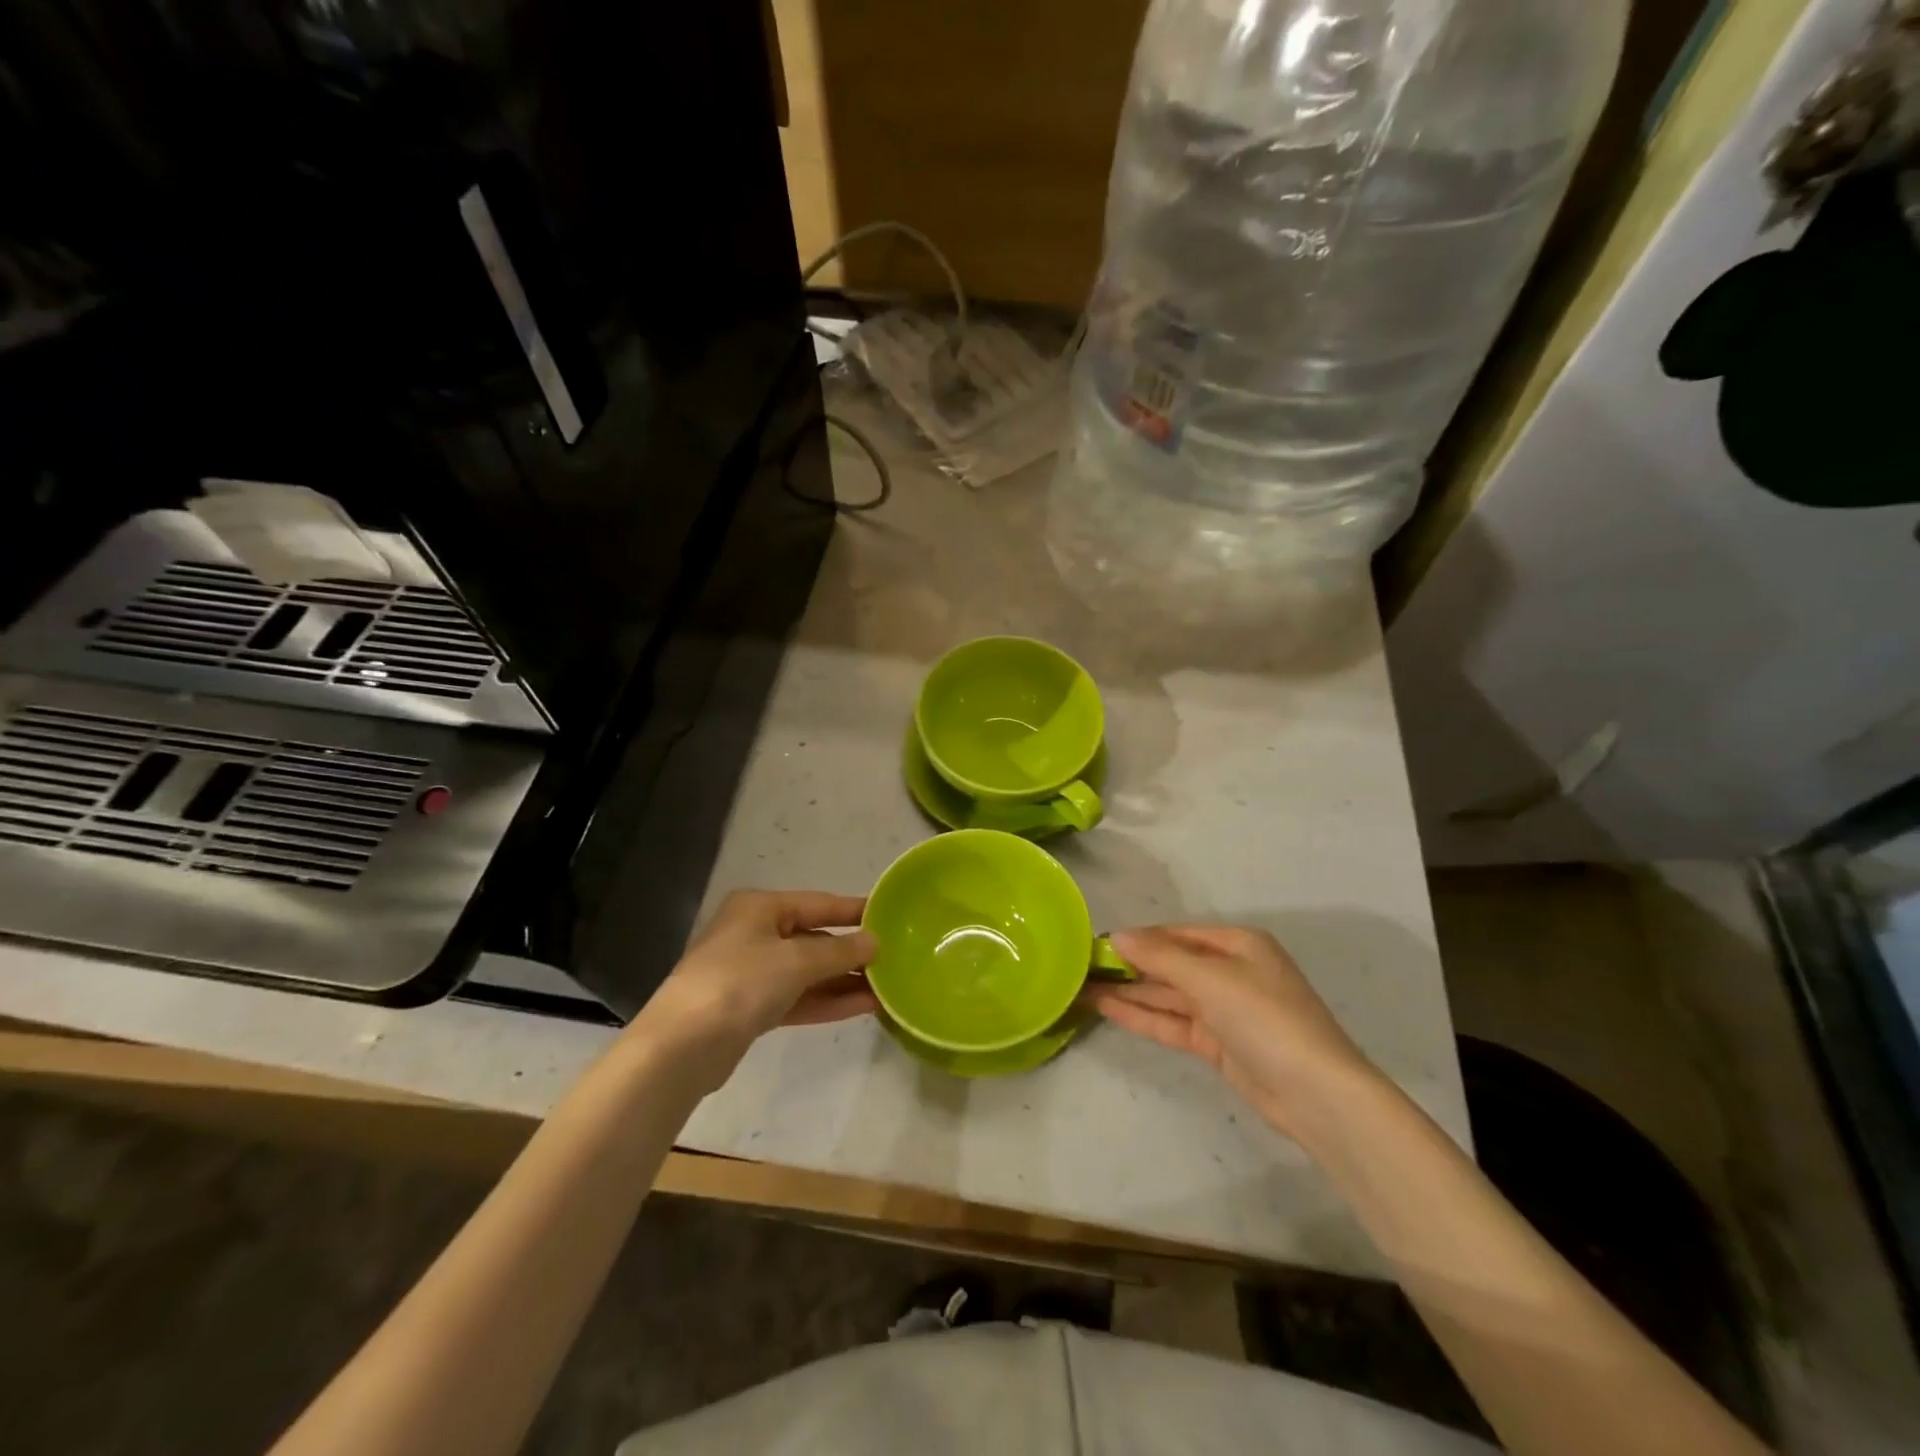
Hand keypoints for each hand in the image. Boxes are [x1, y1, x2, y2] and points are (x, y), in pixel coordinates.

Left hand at [637, 891, 877, 1089]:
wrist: (680, 1048)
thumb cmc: (739, 983)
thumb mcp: (795, 961)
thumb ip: (839, 951)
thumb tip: (874, 941)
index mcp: (759, 908)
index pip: (818, 903)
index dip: (854, 910)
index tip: (891, 914)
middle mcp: (755, 934)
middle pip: (813, 938)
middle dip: (851, 951)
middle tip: (895, 958)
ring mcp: (751, 973)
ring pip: (807, 972)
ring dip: (843, 980)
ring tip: (887, 987)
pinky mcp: (751, 1009)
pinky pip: (798, 998)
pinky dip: (827, 1001)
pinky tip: (863, 1006)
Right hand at [1085, 924, 1378, 1141]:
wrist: (1317, 1094)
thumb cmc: (1266, 1018)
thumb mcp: (1212, 979)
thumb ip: (1161, 957)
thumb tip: (1117, 935)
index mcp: (1237, 944)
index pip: (1176, 934)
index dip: (1138, 937)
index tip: (1096, 942)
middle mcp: (1230, 971)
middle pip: (1171, 964)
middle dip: (1130, 965)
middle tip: (1082, 966)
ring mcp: (1224, 1010)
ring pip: (1168, 995)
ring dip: (1130, 992)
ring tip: (1083, 987)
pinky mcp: (1218, 1044)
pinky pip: (1173, 1023)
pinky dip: (1143, 1016)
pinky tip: (1108, 1009)